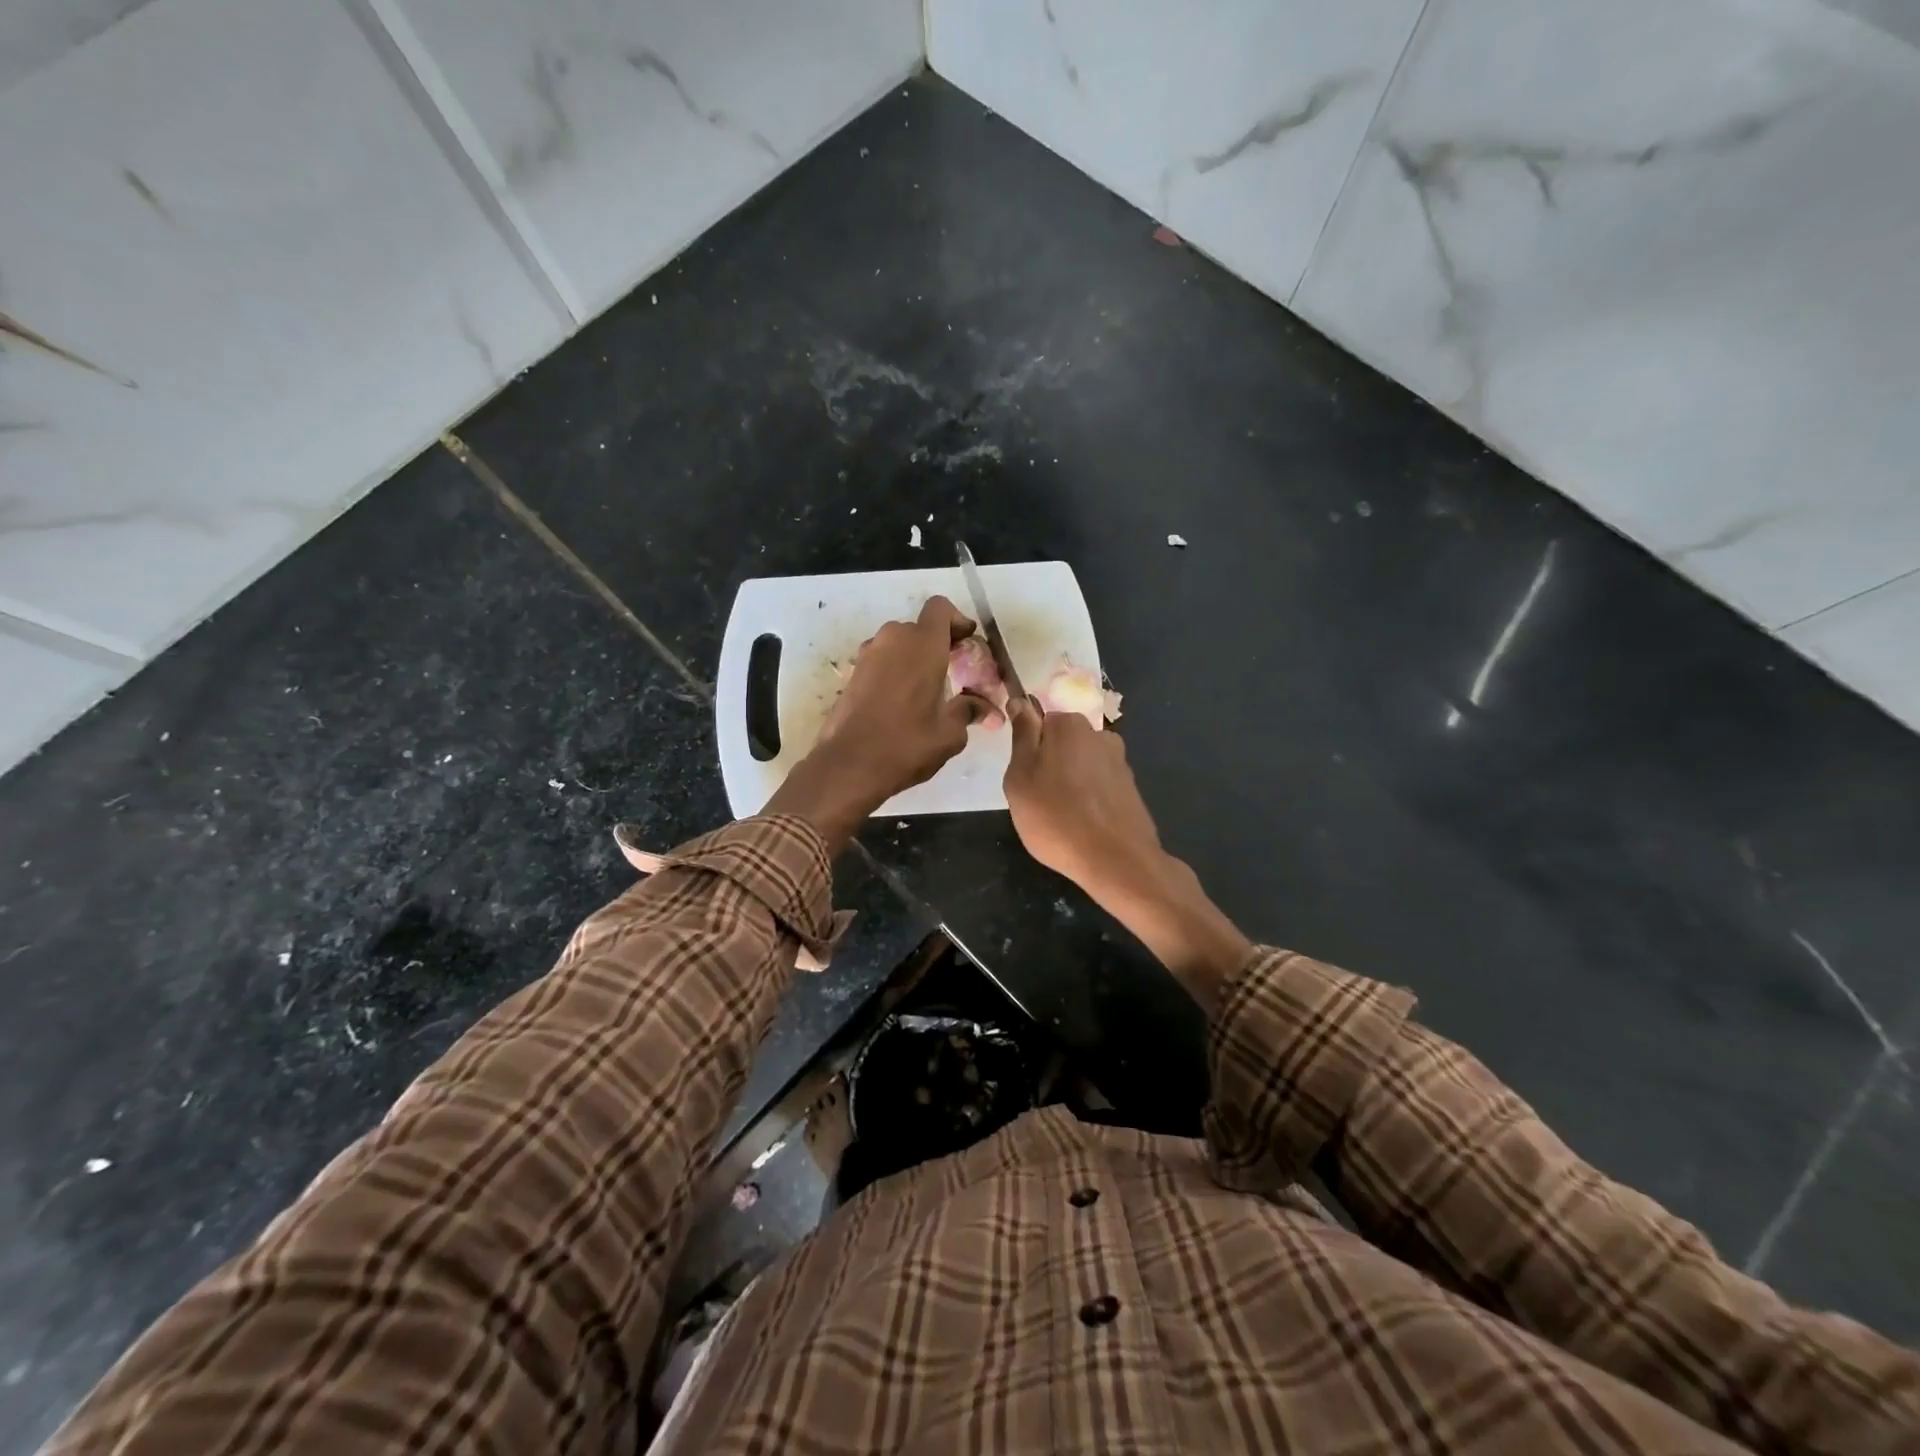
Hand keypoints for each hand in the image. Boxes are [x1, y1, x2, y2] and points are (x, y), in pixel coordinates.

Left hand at [766, 596, 990, 849]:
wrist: (848, 765)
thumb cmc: (906, 744)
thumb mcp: (950, 733)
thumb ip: (969, 711)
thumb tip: (985, 707)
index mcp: (922, 644)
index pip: (940, 608)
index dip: (957, 621)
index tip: (967, 644)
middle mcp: (893, 639)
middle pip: (921, 628)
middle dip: (939, 645)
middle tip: (954, 674)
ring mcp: (868, 655)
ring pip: (899, 644)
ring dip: (916, 659)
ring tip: (929, 692)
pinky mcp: (853, 674)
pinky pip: (882, 661)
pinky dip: (896, 672)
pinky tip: (904, 704)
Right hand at [1004, 702, 1249, 1006]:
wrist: (1116, 860)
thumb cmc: (1055, 817)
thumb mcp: (1020, 776)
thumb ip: (1022, 736)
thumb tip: (1021, 701)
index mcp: (1069, 724)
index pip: (1039, 721)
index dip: (1027, 748)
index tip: (1022, 776)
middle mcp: (1099, 734)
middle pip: (1062, 743)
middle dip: (1049, 764)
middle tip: (1036, 800)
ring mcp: (1120, 762)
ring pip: (1081, 765)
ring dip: (1070, 783)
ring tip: (1060, 817)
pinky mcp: (1131, 789)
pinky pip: (1099, 787)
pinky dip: (1089, 800)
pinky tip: (1083, 825)